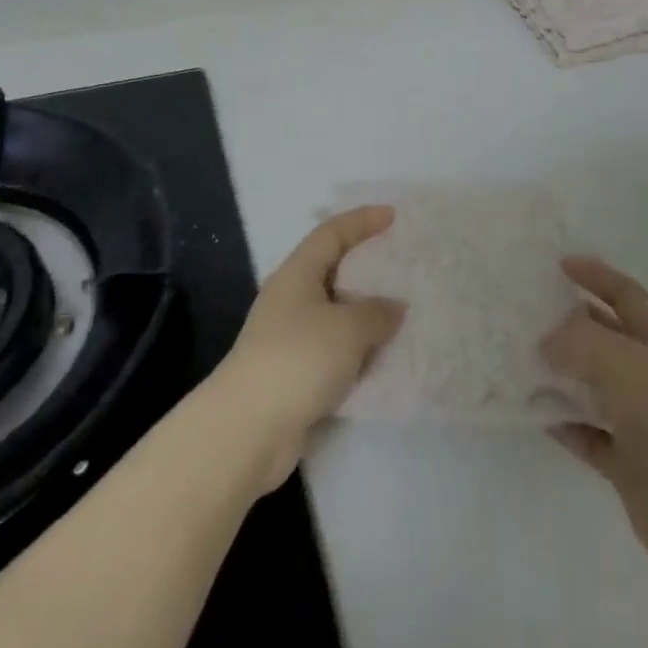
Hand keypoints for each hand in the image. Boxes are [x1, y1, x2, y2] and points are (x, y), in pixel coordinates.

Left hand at [212, 206, 405, 493]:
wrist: (247, 431)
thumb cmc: (298, 359)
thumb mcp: (348, 328)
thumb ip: (377, 312)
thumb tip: (394, 307)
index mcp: (297, 273)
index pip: (331, 233)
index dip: (362, 221)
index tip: (392, 216)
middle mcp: (289, 299)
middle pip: (332, 271)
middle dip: (365, 268)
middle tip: (399, 266)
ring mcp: (288, 338)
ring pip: (334, 314)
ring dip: (364, 315)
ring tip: (400, 315)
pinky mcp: (292, 375)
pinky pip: (333, 350)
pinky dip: (356, 351)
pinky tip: (381, 360)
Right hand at [541, 256, 647, 581]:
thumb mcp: (622, 362)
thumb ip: (579, 342)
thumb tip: (546, 341)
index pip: (625, 294)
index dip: (596, 275)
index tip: (561, 265)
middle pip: (605, 338)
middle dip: (570, 324)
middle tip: (528, 315)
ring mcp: (639, 419)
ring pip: (592, 386)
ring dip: (560, 375)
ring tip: (520, 361)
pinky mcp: (627, 462)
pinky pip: (587, 433)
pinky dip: (563, 423)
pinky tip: (533, 413)